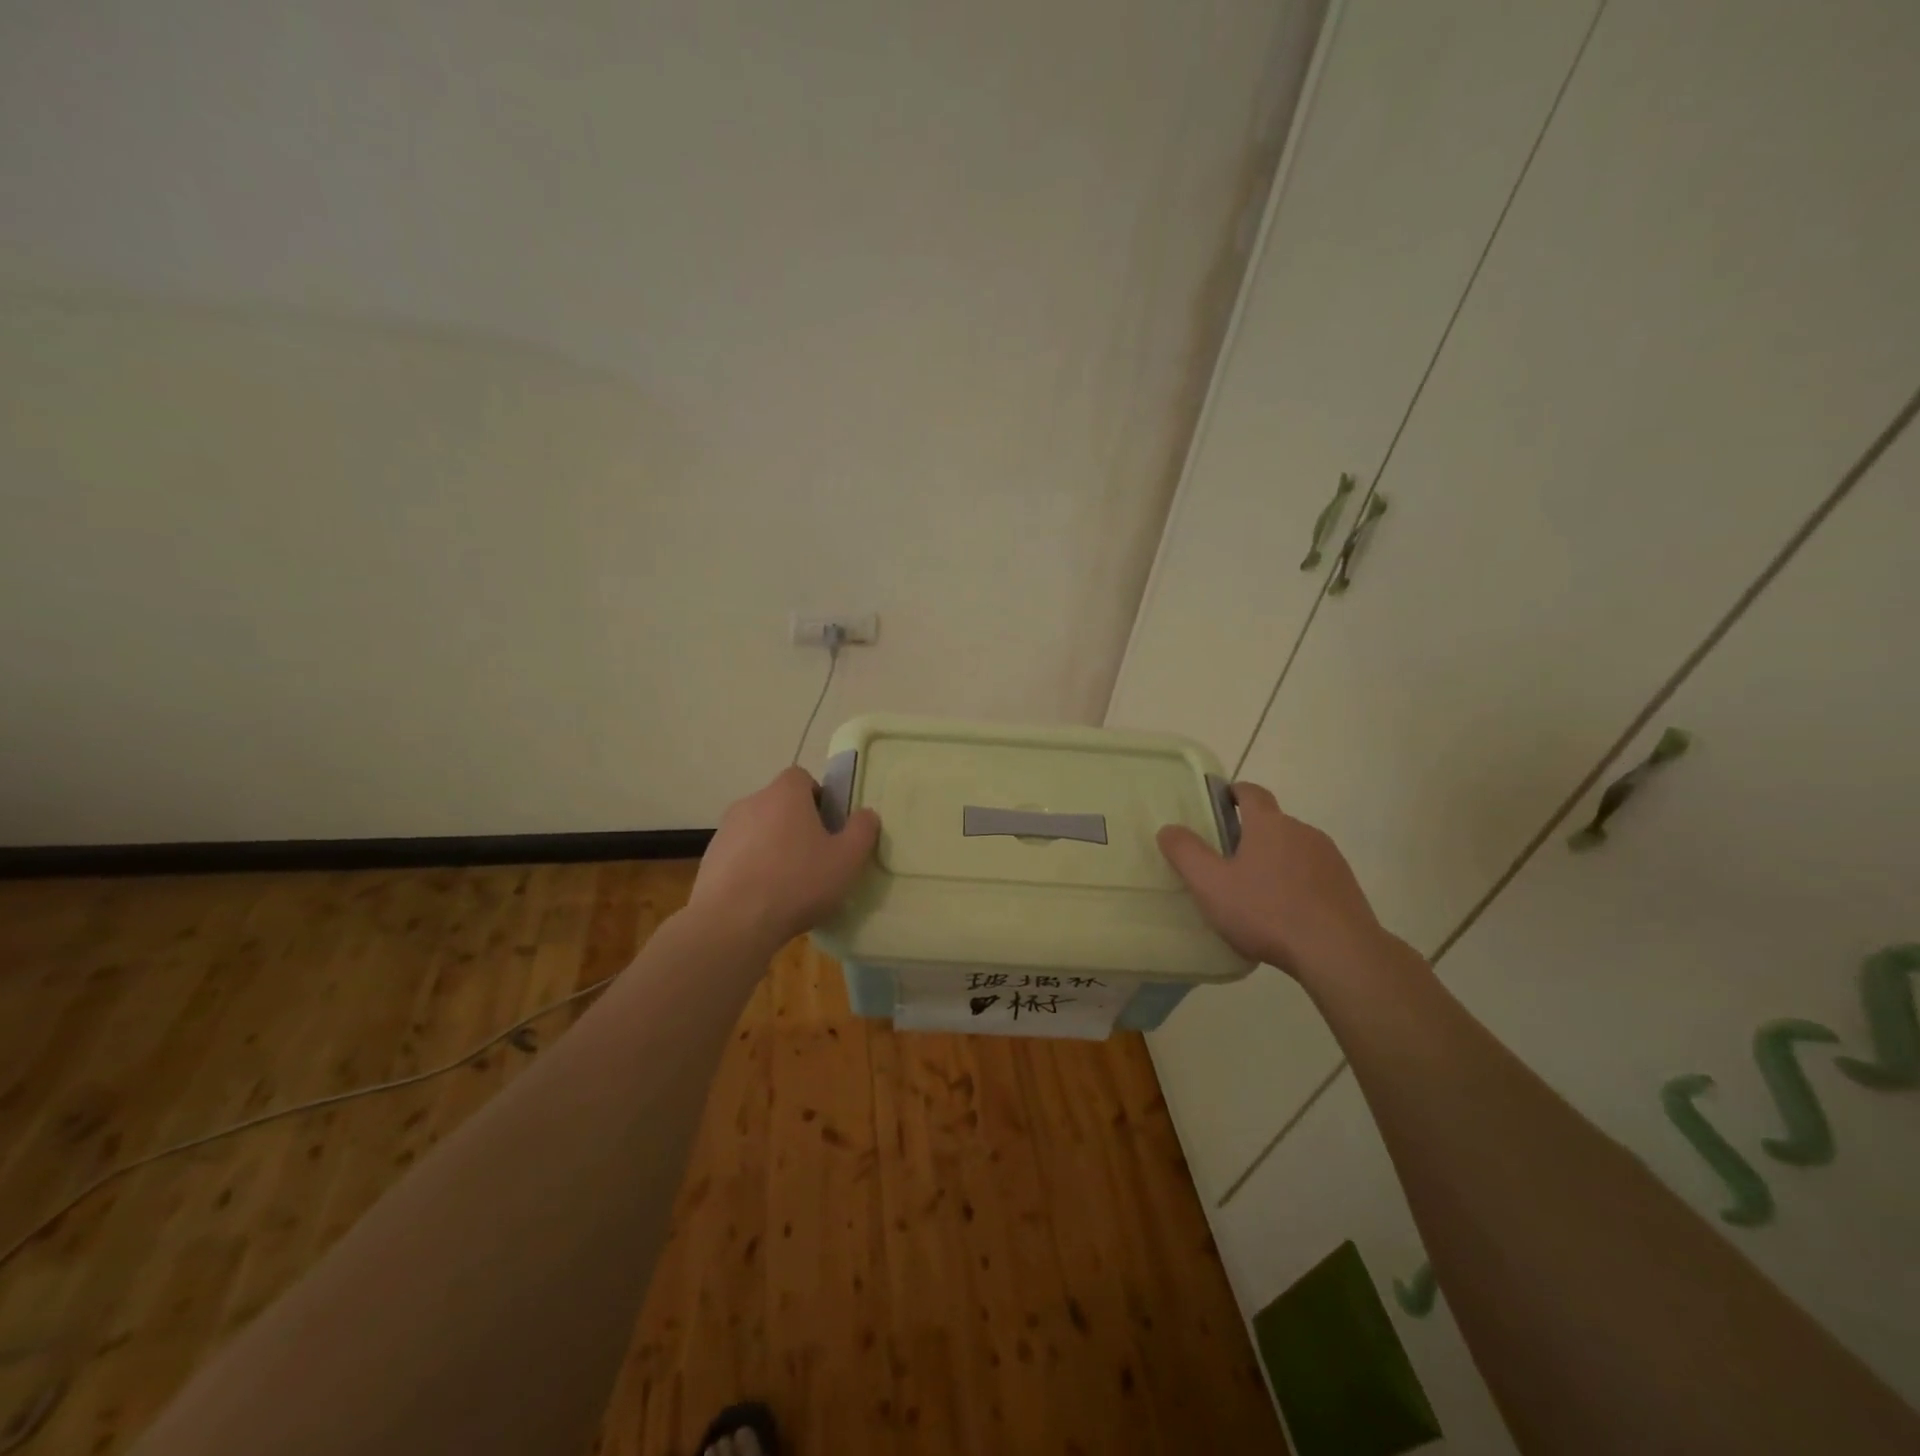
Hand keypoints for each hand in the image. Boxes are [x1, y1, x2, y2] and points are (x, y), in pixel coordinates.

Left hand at [688, 766, 881, 951]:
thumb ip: (862, 830)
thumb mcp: (847, 859)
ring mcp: (725, 830)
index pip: (802, 778)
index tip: (829, 827)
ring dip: (773, 847)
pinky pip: (739, 855)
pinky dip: (752, 868)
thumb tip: (866, 814)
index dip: (818, 798)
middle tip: (815, 858)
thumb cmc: (797, 882)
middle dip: (796, 825)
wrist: (731, 923)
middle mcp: (751, 802)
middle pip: (779, 804)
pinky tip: (763, 898)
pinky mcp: (709, 859)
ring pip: (758, 830)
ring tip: (788, 884)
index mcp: (785, 794)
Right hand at [1157, 781, 1385, 980]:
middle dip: (1251, 835)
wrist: (1339, 952)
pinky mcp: (1346, 886)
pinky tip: (1286, 914)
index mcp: (1269, 824)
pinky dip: (1297, 884)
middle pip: (1272, 823)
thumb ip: (1186, 853)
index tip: (1220, 803)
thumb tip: (1169, 829)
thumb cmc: (1267, 912)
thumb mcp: (1211, 885)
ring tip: (1257, 893)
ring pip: (1294, 849)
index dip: (1234, 793)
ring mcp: (1329, 858)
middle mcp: (1303, 831)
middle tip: (1227, 861)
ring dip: (1276, 861)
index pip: (1251, 792)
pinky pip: (1314, 875)